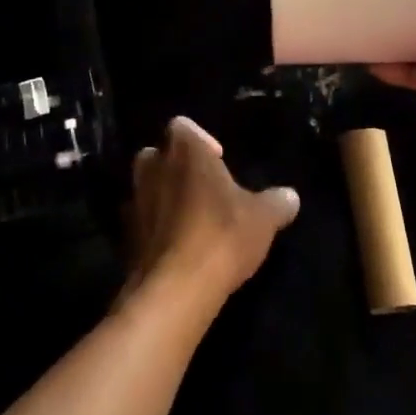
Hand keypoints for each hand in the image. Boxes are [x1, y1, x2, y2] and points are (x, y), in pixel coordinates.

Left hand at [121, 117, 299, 310]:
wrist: (176, 288)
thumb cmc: (222, 235)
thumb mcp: (263, 218)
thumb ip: (277, 202)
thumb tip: (290, 196)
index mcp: (184, 150)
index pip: (183, 126)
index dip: (200, 140)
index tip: (219, 161)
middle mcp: (152, 167)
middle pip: (157, 154)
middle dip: (175, 166)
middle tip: (202, 189)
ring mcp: (134, 202)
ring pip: (145, 188)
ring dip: (162, 197)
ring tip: (190, 219)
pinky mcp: (125, 237)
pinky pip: (140, 222)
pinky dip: (154, 229)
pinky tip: (176, 248)